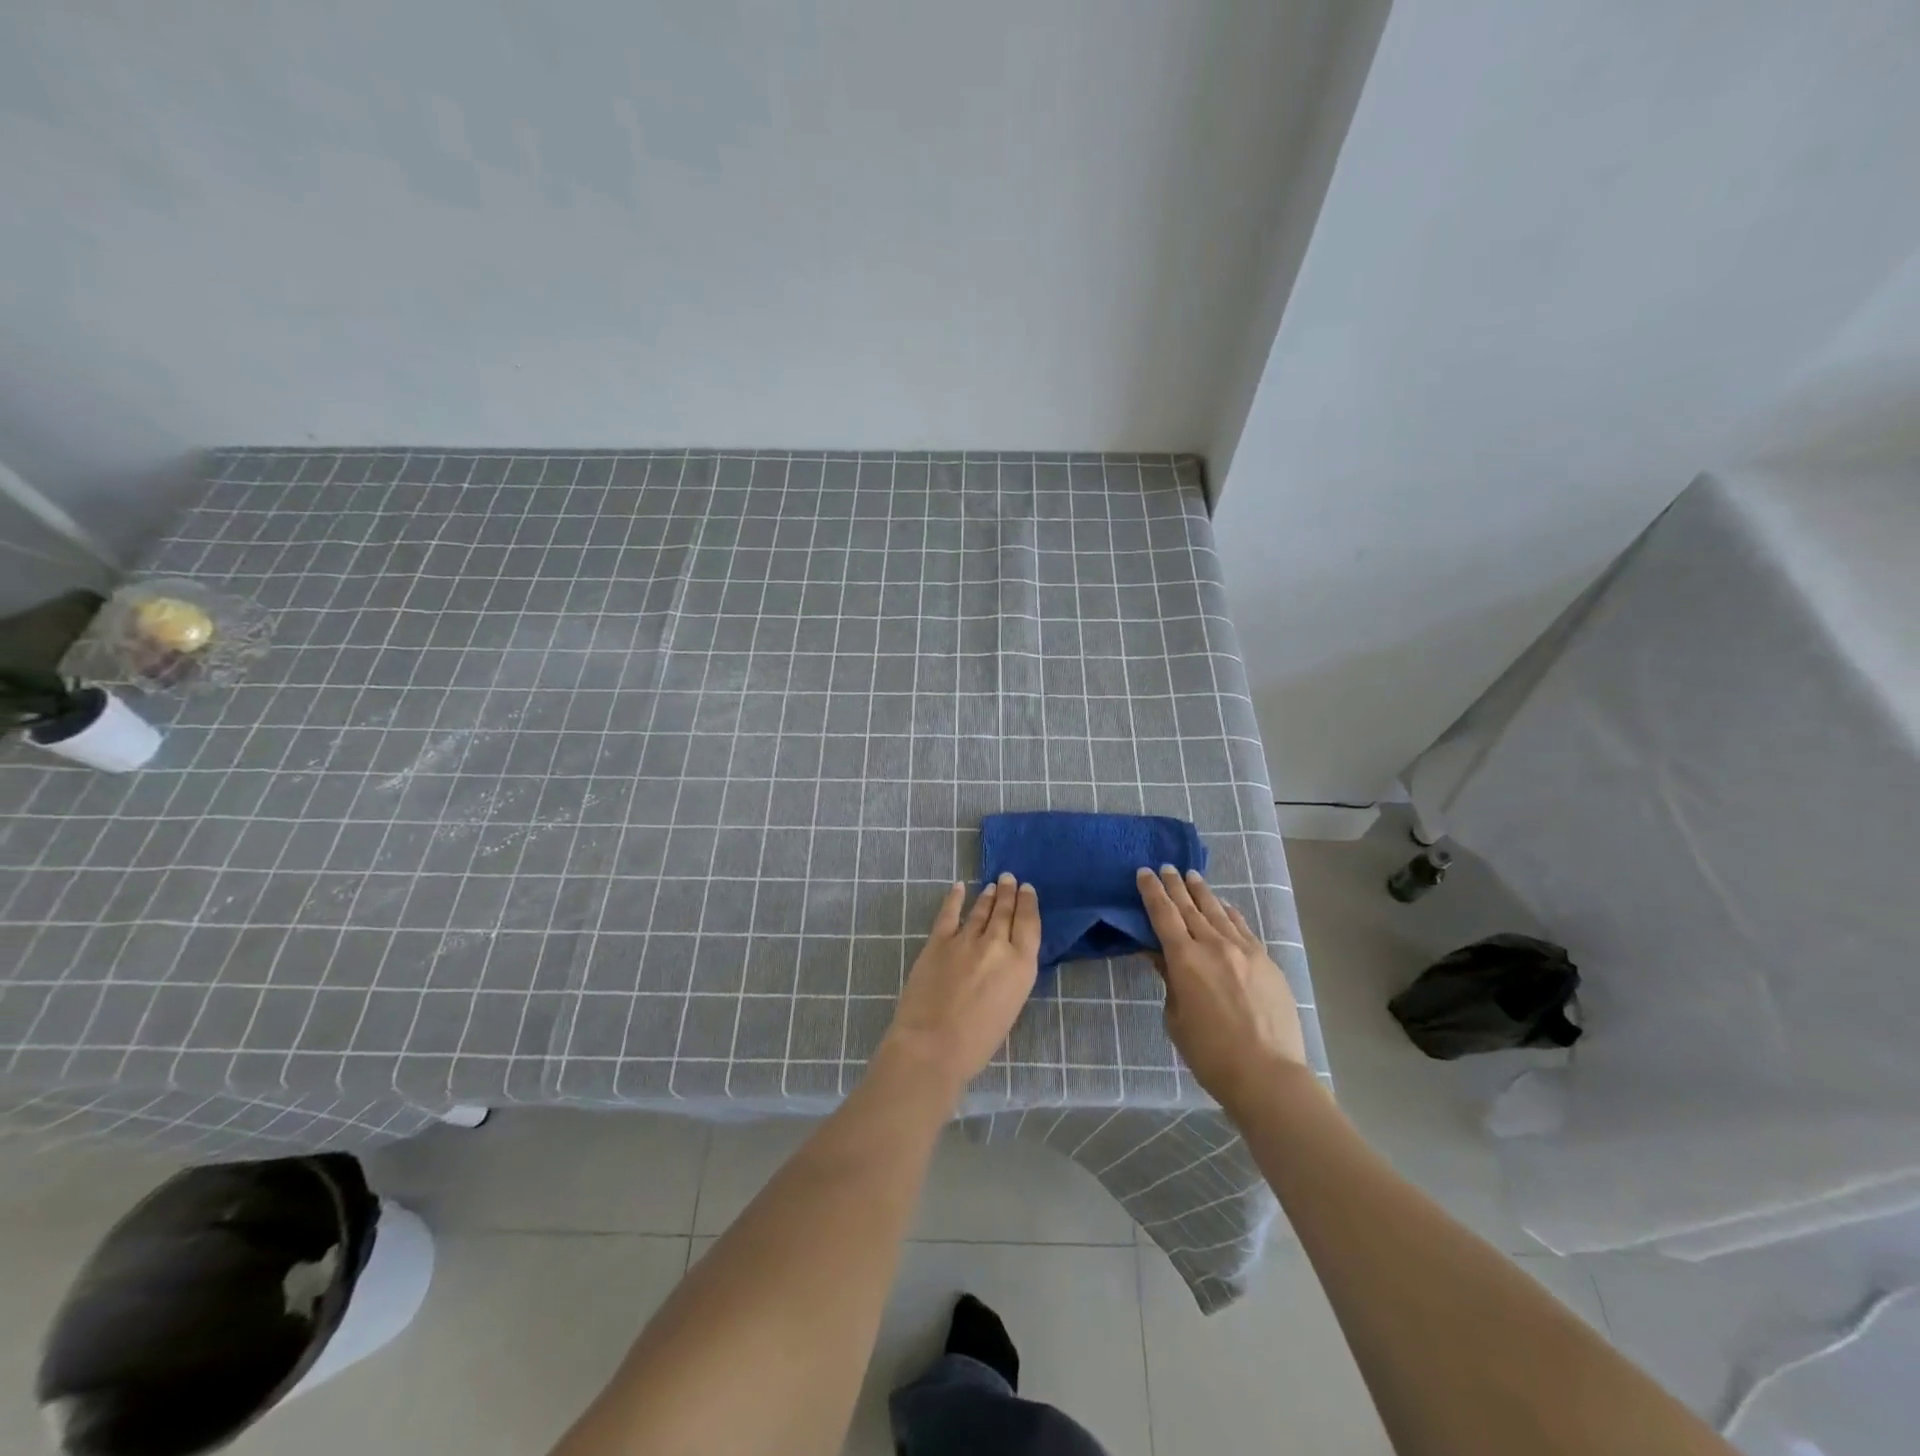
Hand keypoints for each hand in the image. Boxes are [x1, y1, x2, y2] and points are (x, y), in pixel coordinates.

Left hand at [883, 874, 1040, 1097]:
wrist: (932, 1045)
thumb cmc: (977, 1042)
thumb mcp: (1010, 1006)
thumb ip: (1010, 976)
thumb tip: (1004, 959)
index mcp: (1021, 965)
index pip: (1029, 924)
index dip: (1028, 903)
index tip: (1027, 890)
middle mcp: (997, 945)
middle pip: (1005, 912)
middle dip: (1008, 893)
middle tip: (1009, 878)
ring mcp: (966, 939)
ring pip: (980, 910)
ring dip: (988, 897)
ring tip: (992, 886)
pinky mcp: (938, 941)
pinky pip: (949, 913)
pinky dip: (954, 898)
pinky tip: (959, 887)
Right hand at [1137, 866, 1307, 1110]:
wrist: (1267, 1073)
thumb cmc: (1210, 1053)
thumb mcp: (1176, 1018)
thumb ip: (1170, 981)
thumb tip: (1162, 957)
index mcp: (1184, 959)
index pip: (1163, 915)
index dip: (1152, 892)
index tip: (1144, 873)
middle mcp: (1213, 945)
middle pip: (1190, 907)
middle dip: (1175, 886)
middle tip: (1165, 867)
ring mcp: (1244, 951)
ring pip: (1218, 912)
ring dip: (1202, 893)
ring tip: (1192, 876)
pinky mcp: (1266, 961)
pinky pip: (1243, 928)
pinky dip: (1230, 913)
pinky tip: (1225, 906)